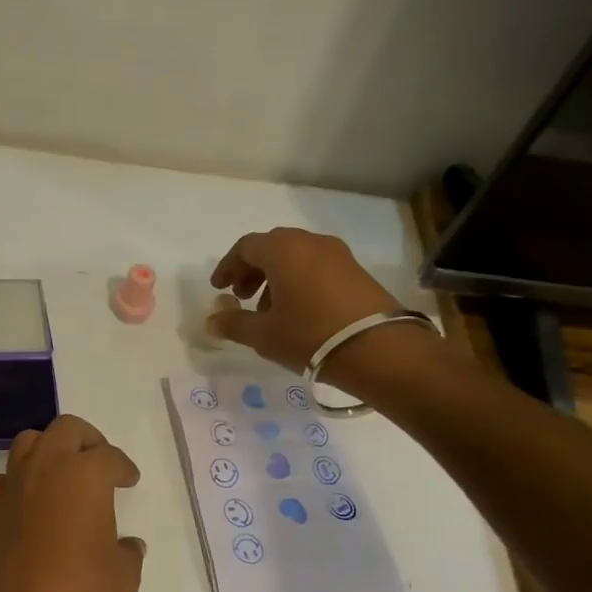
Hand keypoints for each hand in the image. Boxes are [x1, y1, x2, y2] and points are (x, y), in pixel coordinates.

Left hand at [0, 415, 145, 591]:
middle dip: (87, 439)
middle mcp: (46, 468)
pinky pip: (1, 480)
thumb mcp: (123, 578)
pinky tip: (28, 502)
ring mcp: (13, 488)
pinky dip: (16, 482)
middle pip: (66, 429)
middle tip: (99, 462)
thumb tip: (128, 546)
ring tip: (63, 474)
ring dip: (48, 449)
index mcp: (85, 475)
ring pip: (28, 442)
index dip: (123, 467)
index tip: (128, 479)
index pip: (109, 456)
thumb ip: (128, 553)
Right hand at [207, 228, 402, 379]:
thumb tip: (212, 321)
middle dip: (252, 270)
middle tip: (241, 296)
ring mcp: (338, 255)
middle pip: (272, 247)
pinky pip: (317, 267)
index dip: (228, 266)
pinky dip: (299, 281)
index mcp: (283, 250)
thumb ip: (234, 324)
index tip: (219, 288)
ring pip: (296, 257)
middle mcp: (311, 243)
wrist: (379, 349)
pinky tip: (298, 312)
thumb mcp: (264, 335)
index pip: (246, 247)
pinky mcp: (357, 271)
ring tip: (269, 311)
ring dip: (276, 277)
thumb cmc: (310, 335)